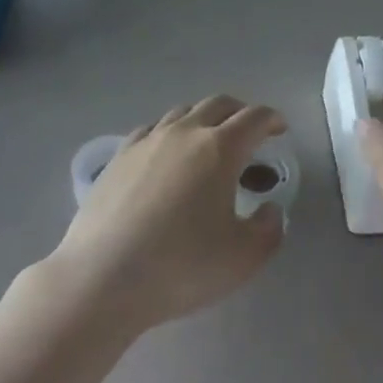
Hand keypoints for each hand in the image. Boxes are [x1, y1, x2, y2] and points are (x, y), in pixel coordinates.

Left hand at [50, 96, 286, 334]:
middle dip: (240, 112)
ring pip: (184, 111)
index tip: (280, 129)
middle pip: (219, 104)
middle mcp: (185, 132)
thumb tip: (270, 209)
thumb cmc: (180, 266)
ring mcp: (148, 140)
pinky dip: (170, 132)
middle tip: (250, 133)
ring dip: (204, 119)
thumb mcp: (242, 259)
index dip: (272, 119)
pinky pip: (153, 129)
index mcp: (220, 149)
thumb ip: (269, 230)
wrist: (102, 278)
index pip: (254, 118)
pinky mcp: (120, 156)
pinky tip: (167, 155)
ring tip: (209, 143)